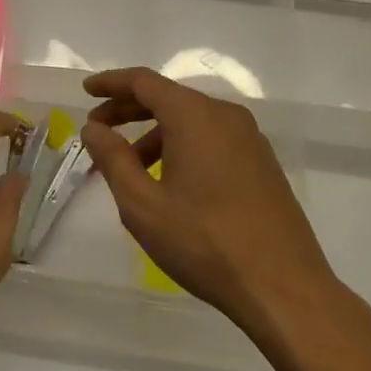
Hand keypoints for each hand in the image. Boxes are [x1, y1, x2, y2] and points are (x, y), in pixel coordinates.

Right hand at [80, 68, 348, 348]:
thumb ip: (113, 159)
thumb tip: (93, 128)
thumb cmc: (205, 242)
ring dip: (155, 133)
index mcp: (194, 115)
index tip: (86, 91)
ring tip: (130, 168)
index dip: (111, 83)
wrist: (285, 288)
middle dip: (128, 110)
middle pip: (167, 98)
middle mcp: (224, 115)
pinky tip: (170, 182)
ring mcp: (249, 138)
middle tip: (99, 130)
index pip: (144, 82)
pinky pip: (212, 139)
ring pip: (190, 120)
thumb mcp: (143, 205)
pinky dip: (182, 146)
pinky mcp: (262, 163)